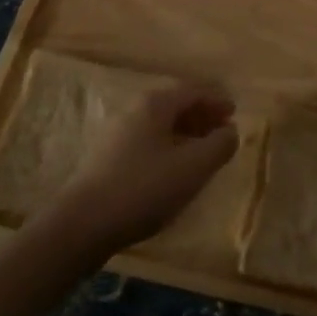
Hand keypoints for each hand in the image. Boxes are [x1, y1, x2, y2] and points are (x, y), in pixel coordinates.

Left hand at [44, 83, 238, 254]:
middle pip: (175, 104)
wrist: (82, 225)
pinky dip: (168, 146)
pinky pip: (147, 141)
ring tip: (202, 153)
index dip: (217, 100)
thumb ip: (219, 145)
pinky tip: (173, 170)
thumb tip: (230, 131)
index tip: (234, 113)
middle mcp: (134, 110)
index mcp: (155, 104)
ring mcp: (117, 133)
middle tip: (222, 132)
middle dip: (202, 115)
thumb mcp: (193, 168)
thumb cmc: (144, 189)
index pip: (193, 90)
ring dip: (185, 133)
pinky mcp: (107, 158)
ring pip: (160, 124)